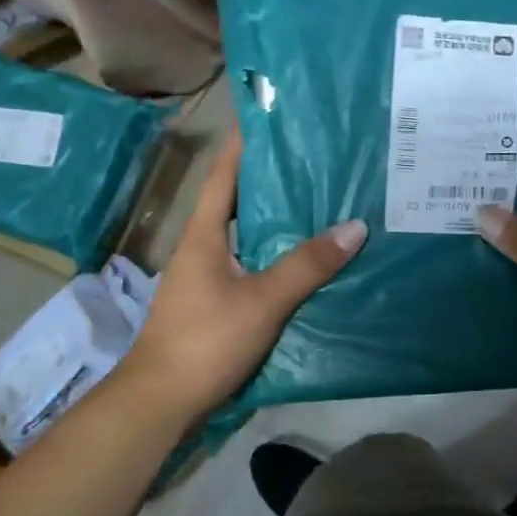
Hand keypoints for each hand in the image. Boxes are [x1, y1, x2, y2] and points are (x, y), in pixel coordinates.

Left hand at [119, 124, 367, 416]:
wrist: (161, 402)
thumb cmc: (205, 340)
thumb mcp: (262, 300)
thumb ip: (307, 265)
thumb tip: (355, 226)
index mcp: (204, 233)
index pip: (224, 171)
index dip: (245, 141)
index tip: (273, 113)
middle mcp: (202, 246)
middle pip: (238, 199)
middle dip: (272, 177)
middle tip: (316, 158)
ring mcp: (207, 276)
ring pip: (246, 233)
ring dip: (277, 218)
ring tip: (322, 201)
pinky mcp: (216, 302)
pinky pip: (251, 263)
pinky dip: (276, 253)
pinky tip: (307, 258)